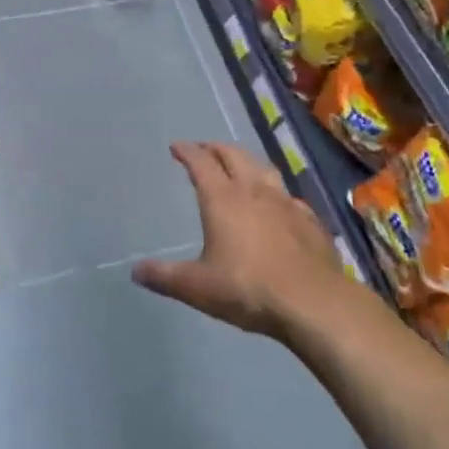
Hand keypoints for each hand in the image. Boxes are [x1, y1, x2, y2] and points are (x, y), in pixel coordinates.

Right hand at [132, 141, 354, 339]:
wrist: (313, 301)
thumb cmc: (248, 289)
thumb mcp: (198, 287)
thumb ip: (166, 277)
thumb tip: (135, 271)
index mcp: (222, 199)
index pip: (201, 163)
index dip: (187, 152)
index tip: (177, 147)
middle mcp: (253, 190)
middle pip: (233, 155)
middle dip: (216, 148)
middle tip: (205, 149)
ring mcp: (285, 202)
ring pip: (263, 168)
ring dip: (247, 161)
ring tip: (240, 165)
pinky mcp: (309, 219)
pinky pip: (289, 196)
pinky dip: (276, 192)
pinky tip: (279, 204)